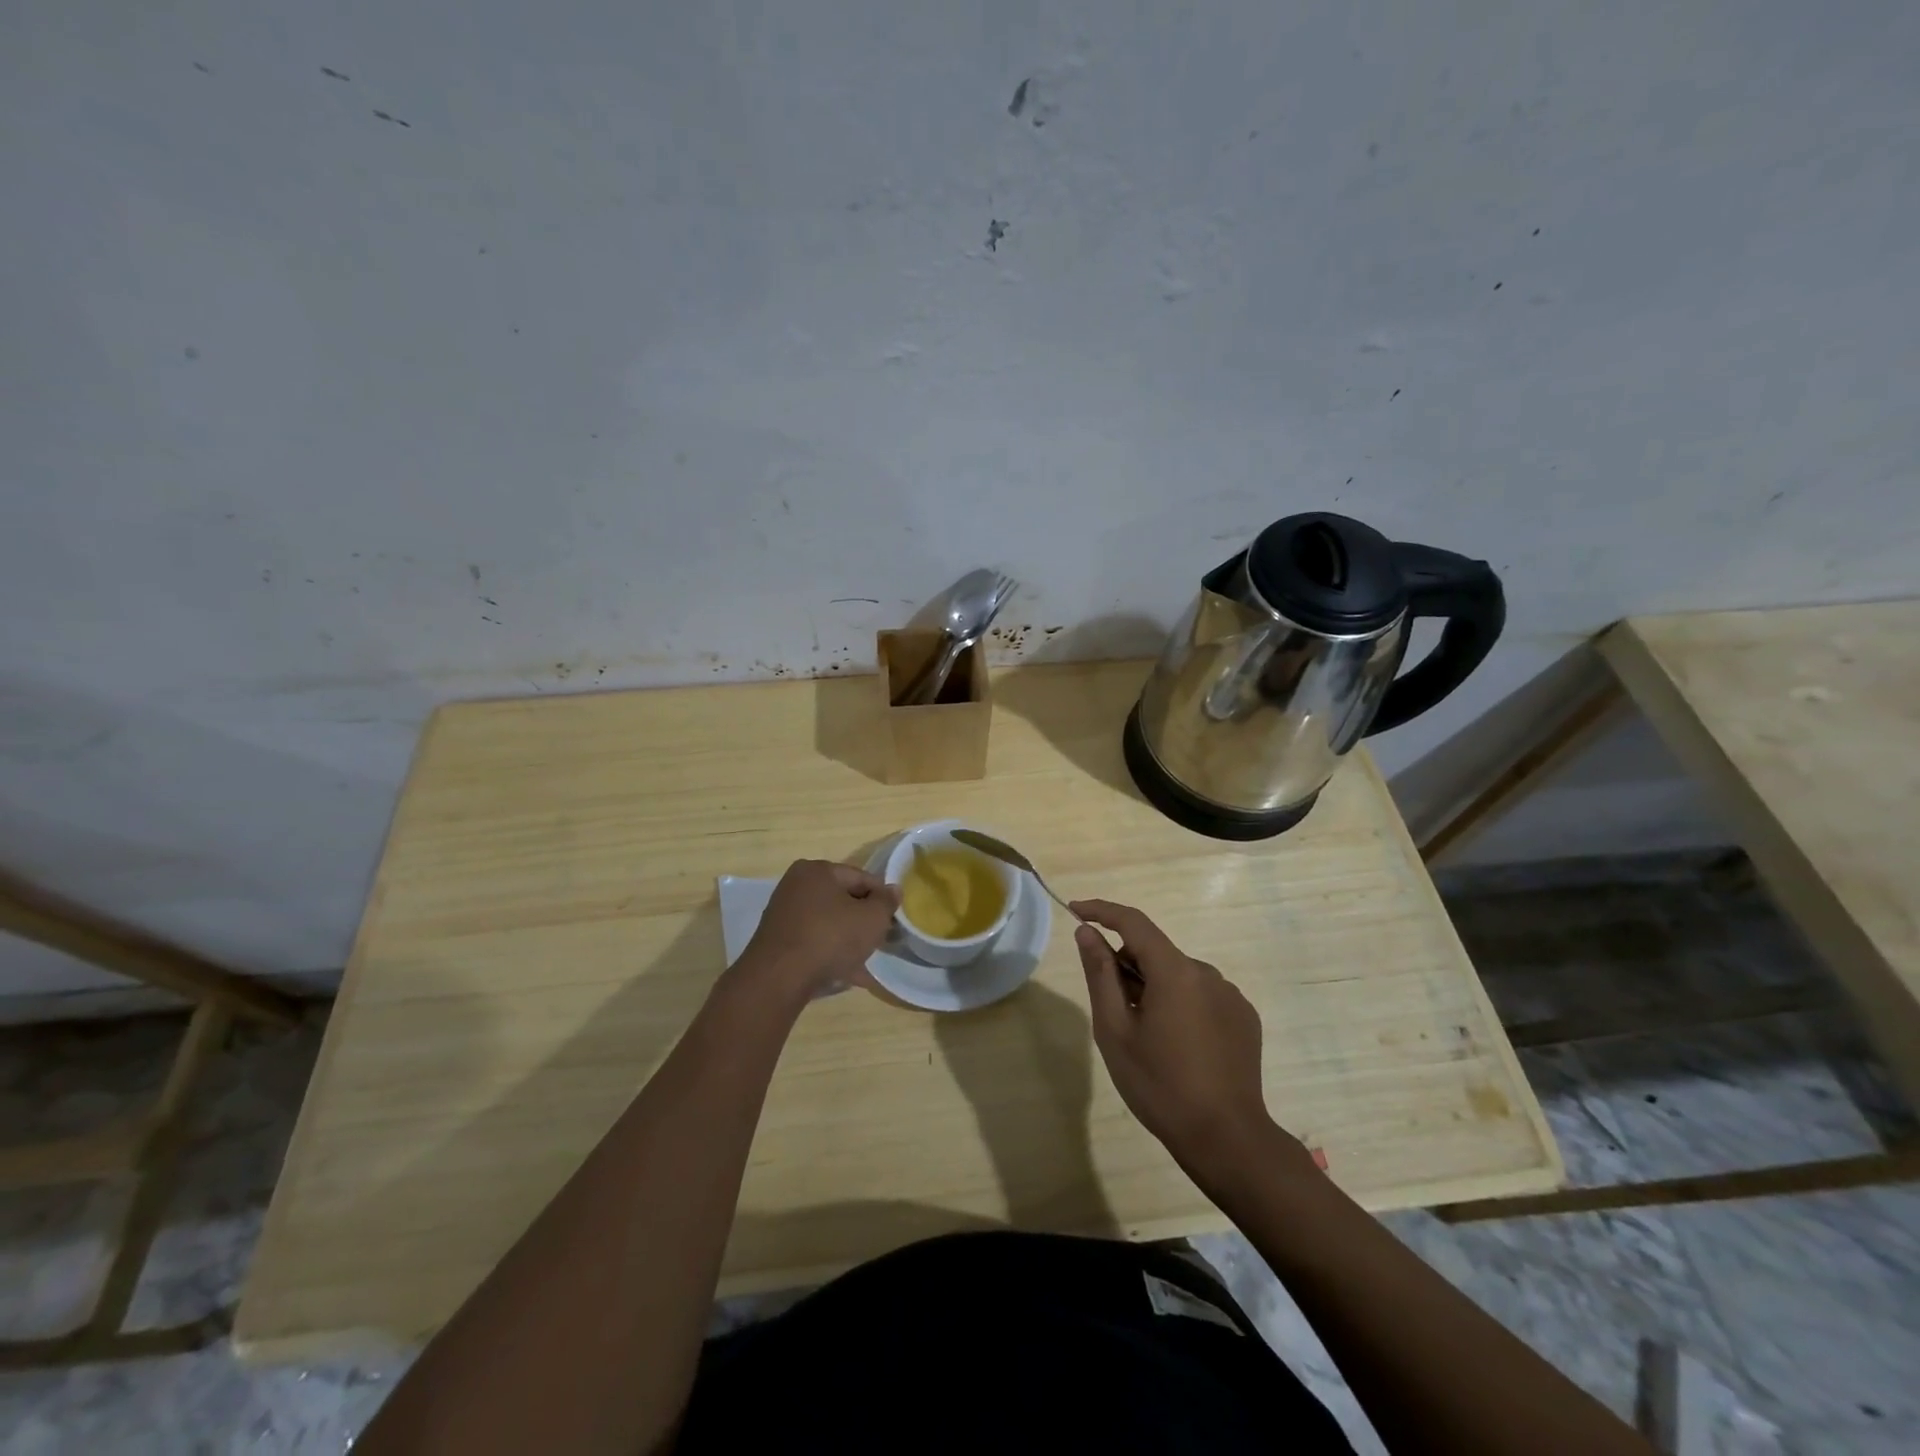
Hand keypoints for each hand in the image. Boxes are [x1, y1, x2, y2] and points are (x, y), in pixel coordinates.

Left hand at [739, 859, 899, 1001]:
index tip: (893, 919)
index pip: (861, 877)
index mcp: (817, 870)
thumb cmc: (830, 938)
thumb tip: (893, 890)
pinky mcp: (777, 941)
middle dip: (863, 920)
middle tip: (880, 940)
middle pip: (842, 900)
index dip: (881, 897)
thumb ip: (886, 902)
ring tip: (865, 963)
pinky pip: (813, 942)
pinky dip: (829, 954)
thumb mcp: (871, 919)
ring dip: (847, 940)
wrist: (778, 979)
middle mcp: (796, 886)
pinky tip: (845, 975)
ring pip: (828, 923)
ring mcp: (783, 914)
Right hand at [1071, 899, 1305, 1185]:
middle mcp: (1207, 973)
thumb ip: (1100, 974)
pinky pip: (1202, 995)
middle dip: (1128, 966)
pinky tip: (1180, 1047)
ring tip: (1148, 1037)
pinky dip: (1182, 1005)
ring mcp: (1230, 995)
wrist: (1227, 1139)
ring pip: (1179, 975)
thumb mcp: (1115, 1031)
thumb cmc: (1160, 1085)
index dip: (1102, 911)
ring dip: (1156, 989)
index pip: (1133, 921)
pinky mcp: (1244, 1017)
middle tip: (1113, 1010)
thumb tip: (1087, 932)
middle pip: (1156, 952)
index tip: (1075, 910)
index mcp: (1175, 972)